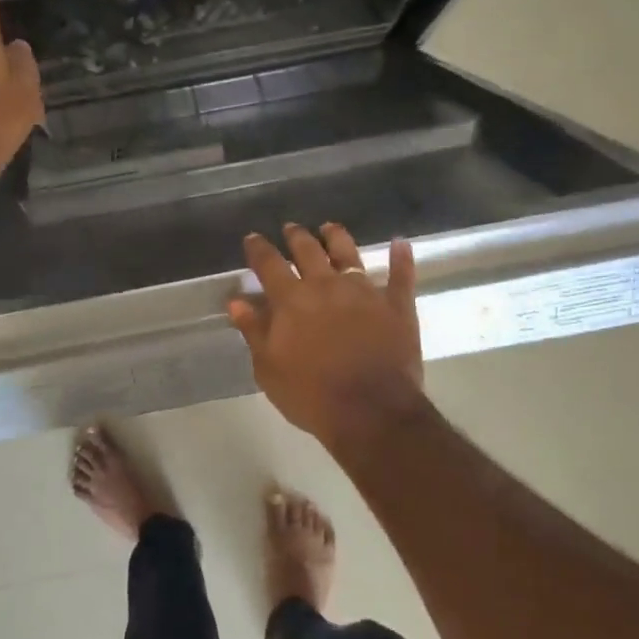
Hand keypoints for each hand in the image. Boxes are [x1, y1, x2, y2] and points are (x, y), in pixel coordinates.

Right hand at [228, 223, 426, 452]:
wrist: (370, 412)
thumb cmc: (311, 395)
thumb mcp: (268, 368)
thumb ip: (254, 331)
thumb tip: (237, 300)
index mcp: (291, 300)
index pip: (269, 264)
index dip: (259, 249)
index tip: (253, 237)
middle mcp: (326, 286)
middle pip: (308, 250)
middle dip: (296, 236)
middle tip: (290, 228)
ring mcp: (364, 291)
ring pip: (348, 253)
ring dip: (336, 237)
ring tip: (329, 227)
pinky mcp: (396, 305)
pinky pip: (400, 275)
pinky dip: (401, 258)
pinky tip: (401, 244)